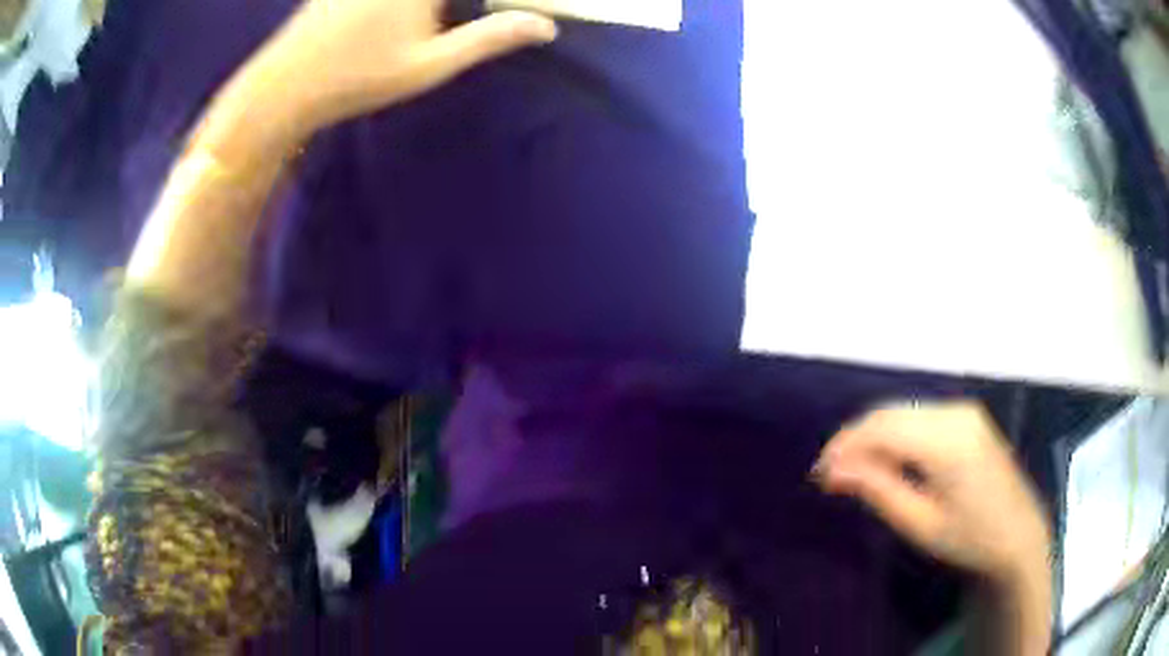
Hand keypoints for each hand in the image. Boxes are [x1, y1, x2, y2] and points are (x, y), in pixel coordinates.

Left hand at [214, 0, 556, 151]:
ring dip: (436, 6)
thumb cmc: (358, 78)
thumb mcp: (430, 65)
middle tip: (447, 22)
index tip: (484, 14)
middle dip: (451, 5)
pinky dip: (412, 3)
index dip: (495, 1)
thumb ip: (489, 38)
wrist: (284, 85)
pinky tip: (410, 17)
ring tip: (435, 21)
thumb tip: (547, 27)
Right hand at [814, 402, 1050, 586]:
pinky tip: (887, 460)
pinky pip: (919, 416)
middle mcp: (955, 413)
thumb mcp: (920, 524)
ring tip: (854, 471)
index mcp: (947, 442)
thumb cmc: (970, 538)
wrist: (1018, 533)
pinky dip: (896, 434)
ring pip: (903, 411)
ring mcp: (964, 410)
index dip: (845, 445)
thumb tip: (834, 471)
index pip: (883, 428)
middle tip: (830, 475)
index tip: (819, 473)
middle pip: (890, 413)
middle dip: (855, 439)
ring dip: (873, 436)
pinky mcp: (967, 416)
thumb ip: (878, 490)